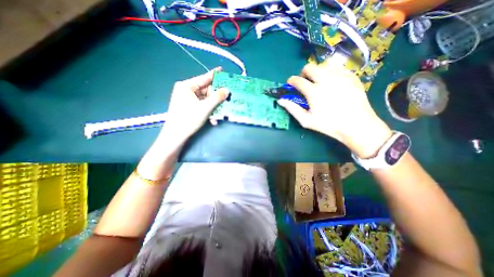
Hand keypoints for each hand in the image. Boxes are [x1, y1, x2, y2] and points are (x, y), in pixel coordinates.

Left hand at [163, 66, 229, 139]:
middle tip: (227, 97)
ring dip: (214, 106)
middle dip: (216, 96)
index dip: (214, 75)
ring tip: (222, 111)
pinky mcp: (189, 107)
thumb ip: (217, 98)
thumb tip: (227, 90)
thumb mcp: (205, 108)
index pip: (204, 78)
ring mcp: (187, 99)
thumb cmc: (189, 119)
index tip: (223, 70)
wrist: (176, 136)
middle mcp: (186, 90)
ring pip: (205, 99)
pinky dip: (208, 111)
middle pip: (205, 90)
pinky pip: (202, 105)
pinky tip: (214, 119)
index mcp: (186, 86)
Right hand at [279, 62, 392, 157]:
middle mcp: (326, 80)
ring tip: (318, 81)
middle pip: (310, 67)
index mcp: (314, 92)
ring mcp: (340, 76)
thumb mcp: (307, 121)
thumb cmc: (329, 125)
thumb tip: (280, 100)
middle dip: (303, 73)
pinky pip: (337, 67)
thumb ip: (292, 109)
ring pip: (323, 65)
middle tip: (305, 82)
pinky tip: (332, 81)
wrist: (357, 125)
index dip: (291, 80)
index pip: (298, 80)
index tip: (290, 83)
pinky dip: (330, 72)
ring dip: (317, 71)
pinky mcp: (351, 76)